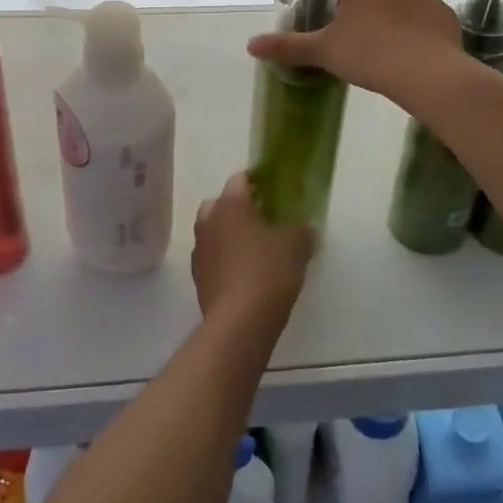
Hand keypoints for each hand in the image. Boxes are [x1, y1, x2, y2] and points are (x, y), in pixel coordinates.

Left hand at [191, 173, 313, 332]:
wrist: (239, 323)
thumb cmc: (268, 272)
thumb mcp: (296, 246)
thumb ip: (302, 230)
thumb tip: (305, 227)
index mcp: (230, 204)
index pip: (240, 179)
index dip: (258, 182)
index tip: (275, 192)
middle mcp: (209, 221)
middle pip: (221, 203)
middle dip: (239, 208)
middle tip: (263, 219)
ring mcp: (200, 250)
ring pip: (214, 231)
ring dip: (229, 234)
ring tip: (255, 249)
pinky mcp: (198, 278)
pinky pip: (213, 257)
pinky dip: (225, 259)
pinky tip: (245, 274)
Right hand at [247, 0, 460, 102]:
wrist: (427, 73)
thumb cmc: (368, 53)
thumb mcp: (323, 51)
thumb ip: (287, 46)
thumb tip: (250, 45)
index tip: (337, 20)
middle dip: (365, 0)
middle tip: (357, 33)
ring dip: (392, 9)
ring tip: (385, 42)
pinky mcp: (445, 10)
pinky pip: (424, 12)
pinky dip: (416, 25)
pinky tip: (411, 48)